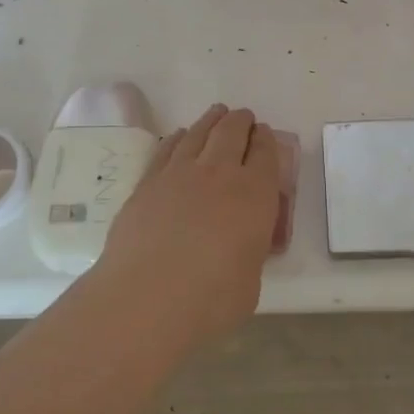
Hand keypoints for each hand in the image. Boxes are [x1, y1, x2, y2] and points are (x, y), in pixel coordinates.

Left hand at [91, 103, 281, 345]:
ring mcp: (179, 173)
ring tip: (217, 114)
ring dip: (212, 120)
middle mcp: (220, 173)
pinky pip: (168, 148)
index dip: (266, 140)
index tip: (264, 135)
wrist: (146, 297)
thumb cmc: (210, 300)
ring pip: (199, 133)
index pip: (266, 153)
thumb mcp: (250, 281)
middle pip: (233, 132)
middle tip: (244, 119)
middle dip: (241, 122)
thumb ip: (249, 253)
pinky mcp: (148, 182)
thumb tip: (240, 247)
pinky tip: (181, 136)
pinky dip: (179, 138)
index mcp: (255, 194)